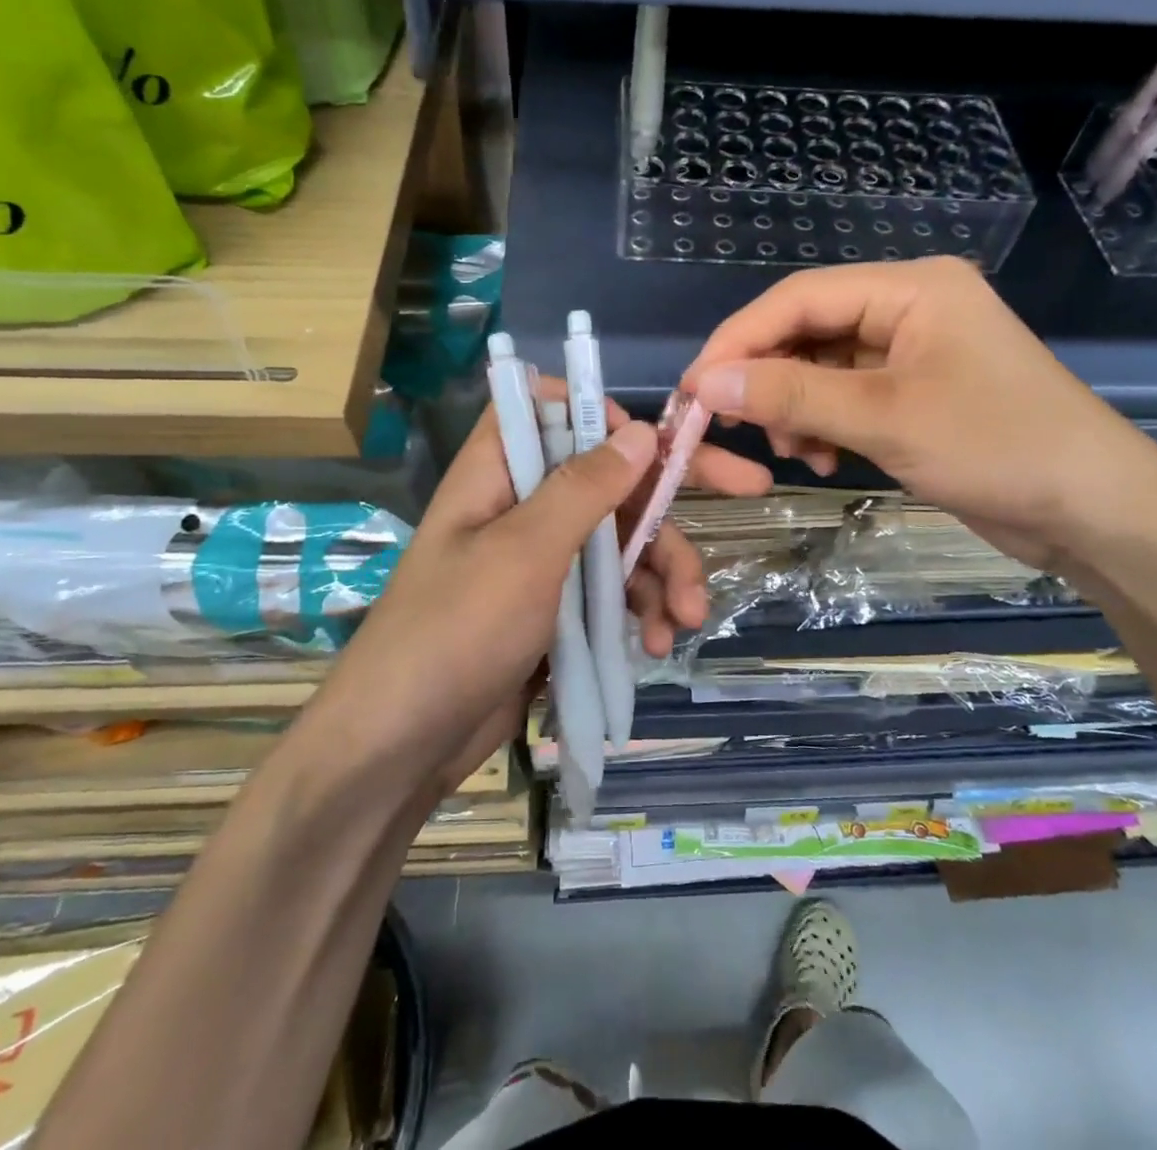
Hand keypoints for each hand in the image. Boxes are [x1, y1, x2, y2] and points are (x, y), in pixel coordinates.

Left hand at [330, 386, 770, 796]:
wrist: (403, 746)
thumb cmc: (457, 631)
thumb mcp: (526, 552)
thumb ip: (584, 488)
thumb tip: (640, 430)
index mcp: (500, 473)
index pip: (549, 409)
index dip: (600, 412)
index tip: (648, 439)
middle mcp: (524, 507)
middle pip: (610, 478)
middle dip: (673, 495)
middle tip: (753, 488)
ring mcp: (543, 562)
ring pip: (622, 542)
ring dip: (664, 574)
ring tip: (686, 619)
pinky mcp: (557, 611)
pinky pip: (613, 592)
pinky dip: (641, 612)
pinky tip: (657, 644)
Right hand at [681, 257, 1156, 570]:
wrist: (1094, 510)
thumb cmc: (996, 447)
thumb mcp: (883, 418)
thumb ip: (791, 395)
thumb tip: (707, 382)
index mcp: (909, 287)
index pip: (798, 298)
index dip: (738, 340)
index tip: (694, 389)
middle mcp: (909, 306)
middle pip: (808, 329)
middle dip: (769, 379)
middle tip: (734, 427)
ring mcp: (915, 351)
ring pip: (824, 366)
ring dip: (796, 408)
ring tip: (795, 454)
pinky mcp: (918, 391)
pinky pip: (849, 395)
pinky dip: (826, 425)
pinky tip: (826, 460)